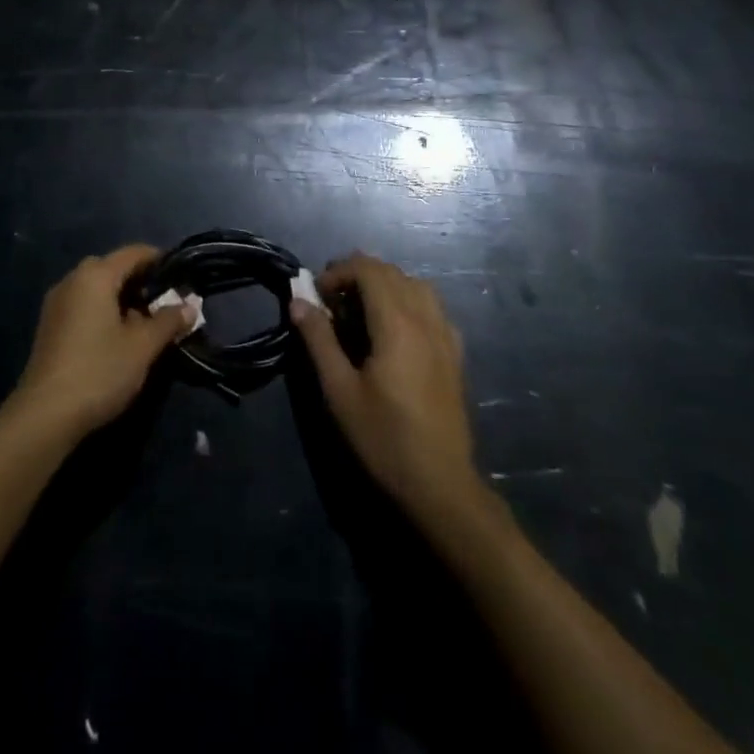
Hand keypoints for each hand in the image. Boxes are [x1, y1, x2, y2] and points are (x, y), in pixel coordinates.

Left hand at [9, 245, 192, 437]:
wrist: (45, 415)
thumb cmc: (99, 371)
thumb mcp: (143, 347)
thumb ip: (168, 321)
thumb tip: (190, 306)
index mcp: (95, 276)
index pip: (133, 253)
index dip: (159, 259)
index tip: (181, 275)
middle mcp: (72, 280)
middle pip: (113, 268)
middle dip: (141, 281)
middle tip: (166, 302)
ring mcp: (57, 303)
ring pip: (96, 288)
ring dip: (122, 298)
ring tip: (146, 323)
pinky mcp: (50, 325)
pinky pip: (83, 304)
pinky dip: (104, 310)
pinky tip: (118, 337)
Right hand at [292, 252, 477, 511]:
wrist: (440, 484)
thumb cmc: (383, 437)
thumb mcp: (339, 390)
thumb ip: (319, 339)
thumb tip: (298, 300)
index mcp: (397, 325)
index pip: (369, 270)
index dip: (339, 271)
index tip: (318, 296)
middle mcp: (425, 320)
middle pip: (392, 272)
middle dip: (358, 274)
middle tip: (332, 300)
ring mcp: (446, 336)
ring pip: (416, 285)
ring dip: (385, 284)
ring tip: (361, 309)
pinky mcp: (455, 354)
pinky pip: (433, 308)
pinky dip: (409, 301)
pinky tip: (394, 330)